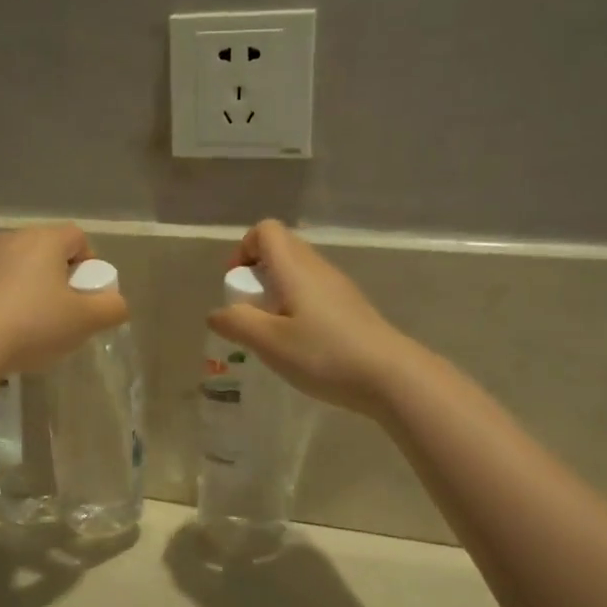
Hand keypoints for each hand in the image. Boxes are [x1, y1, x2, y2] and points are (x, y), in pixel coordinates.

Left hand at [0, 224, 127, 372]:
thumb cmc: (35, 323)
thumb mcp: (86, 320)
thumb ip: (112, 308)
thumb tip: (116, 303)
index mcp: (46, 239)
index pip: (78, 237)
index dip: (90, 263)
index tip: (89, 293)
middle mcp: (15, 239)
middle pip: (50, 251)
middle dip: (64, 277)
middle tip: (69, 310)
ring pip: (25, 268)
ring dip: (37, 289)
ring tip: (41, 324)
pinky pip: (2, 285)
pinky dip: (13, 300)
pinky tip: (13, 331)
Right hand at [207, 220, 419, 416]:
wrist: (389, 376)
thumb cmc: (324, 354)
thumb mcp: (269, 342)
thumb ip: (236, 323)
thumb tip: (217, 313)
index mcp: (295, 267)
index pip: (265, 231)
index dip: (243, 249)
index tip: (237, 285)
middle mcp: (317, 267)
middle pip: (281, 249)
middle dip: (256, 274)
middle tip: (251, 311)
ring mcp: (338, 286)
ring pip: (297, 273)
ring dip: (276, 293)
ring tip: (273, 332)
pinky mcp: (350, 307)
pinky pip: (313, 292)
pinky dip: (297, 307)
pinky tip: (300, 344)